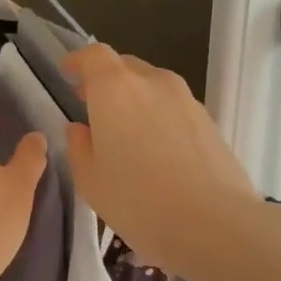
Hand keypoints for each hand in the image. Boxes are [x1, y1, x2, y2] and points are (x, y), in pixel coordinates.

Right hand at [62, 45, 257, 276]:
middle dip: (105, 81)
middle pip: (124, 67)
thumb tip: (79, 128)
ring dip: (134, 99)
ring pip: (152, 86)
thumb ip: (78, 147)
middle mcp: (152, 82)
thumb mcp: (91, 181)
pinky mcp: (208, 120)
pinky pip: (173, 106)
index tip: (67, 74)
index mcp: (115, 89)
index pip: (94, 56)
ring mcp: (185, 98)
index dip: (78, 61)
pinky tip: (156, 149)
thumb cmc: (138, 201)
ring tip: (125, 131)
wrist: (213, 223)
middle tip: (92, 106)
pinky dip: (158, 115)